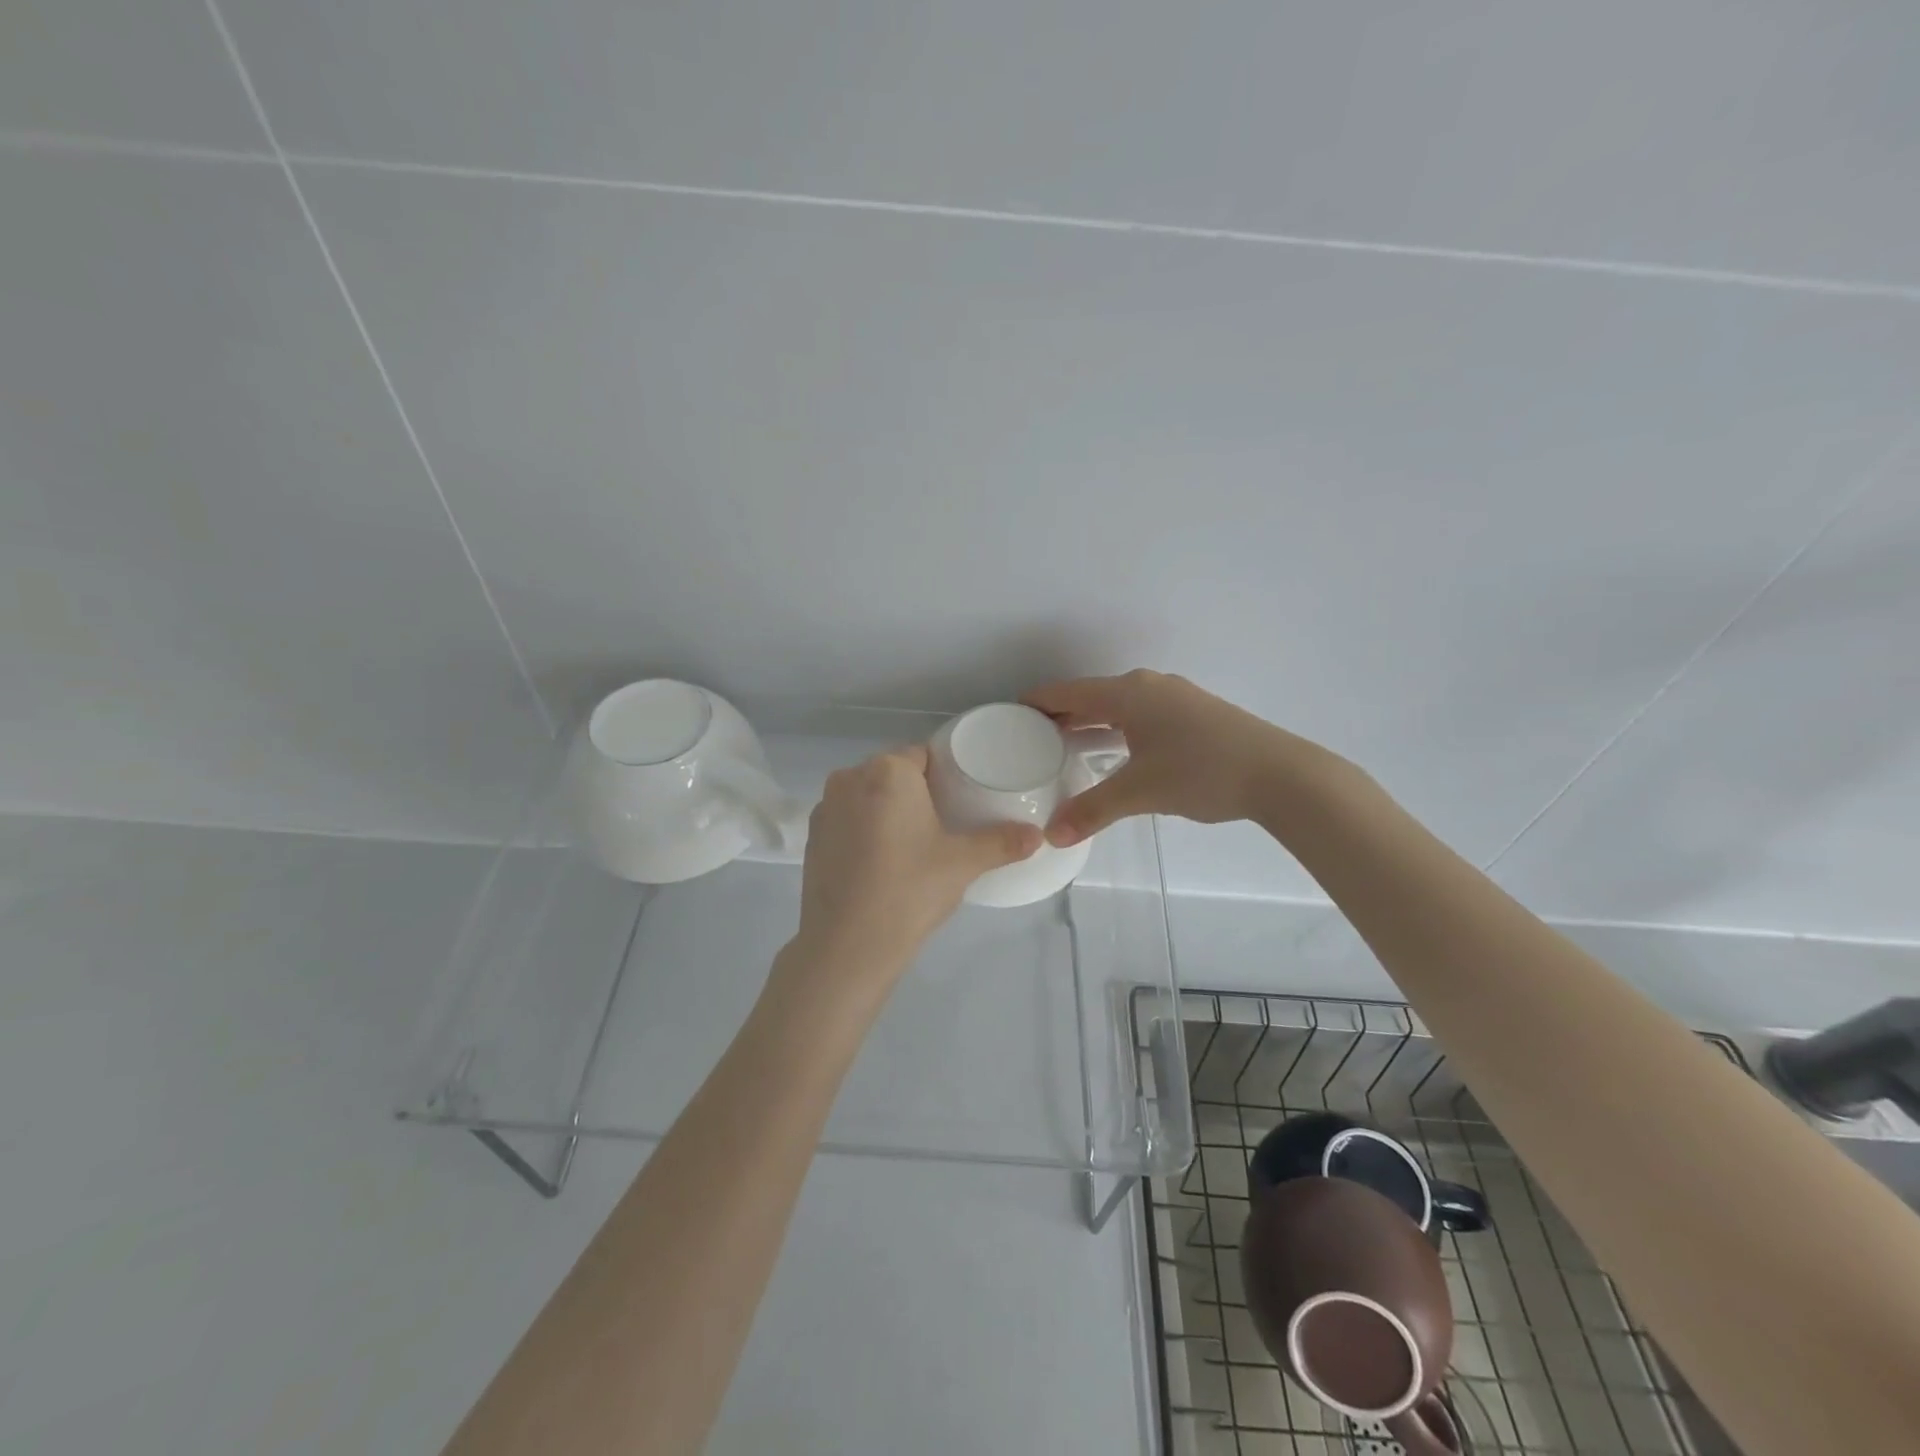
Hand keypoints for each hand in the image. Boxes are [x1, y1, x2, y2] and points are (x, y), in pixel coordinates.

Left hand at [789, 744, 1041, 979]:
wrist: (847, 946)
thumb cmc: (910, 890)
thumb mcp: (963, 864)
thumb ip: (1002, 843)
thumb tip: (1037, 835)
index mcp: (887, 771)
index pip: (923, 755)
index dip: (944, 775)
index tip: (960, 800)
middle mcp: (850, 777)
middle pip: (893, 773)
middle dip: (916, 792)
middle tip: (943, 825)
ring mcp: (825, 807)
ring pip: (867, 796)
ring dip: (887, 810)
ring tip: (912, 845)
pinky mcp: (812, 837)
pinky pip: (848, 819)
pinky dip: (864, 830)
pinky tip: (880, 862)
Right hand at [1025, 670, 1289, 844]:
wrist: (1280, 774)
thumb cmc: (1202, 771)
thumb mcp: (1140, 792)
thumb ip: (1092, 811)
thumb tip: (1052, 836)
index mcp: (1129, 693)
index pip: (1069, 692)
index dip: (1038, 701)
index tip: (1009, 712)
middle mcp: (1149, 687)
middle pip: (1092, 696)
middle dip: (1061, 714)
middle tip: (1028, 736)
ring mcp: (1175, 698)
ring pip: (1118, 706)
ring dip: (1091, 723)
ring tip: (1063, 745)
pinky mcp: (1194, 714)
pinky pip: (1139, 715)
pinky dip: (1116, 729)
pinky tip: (1113, 751)